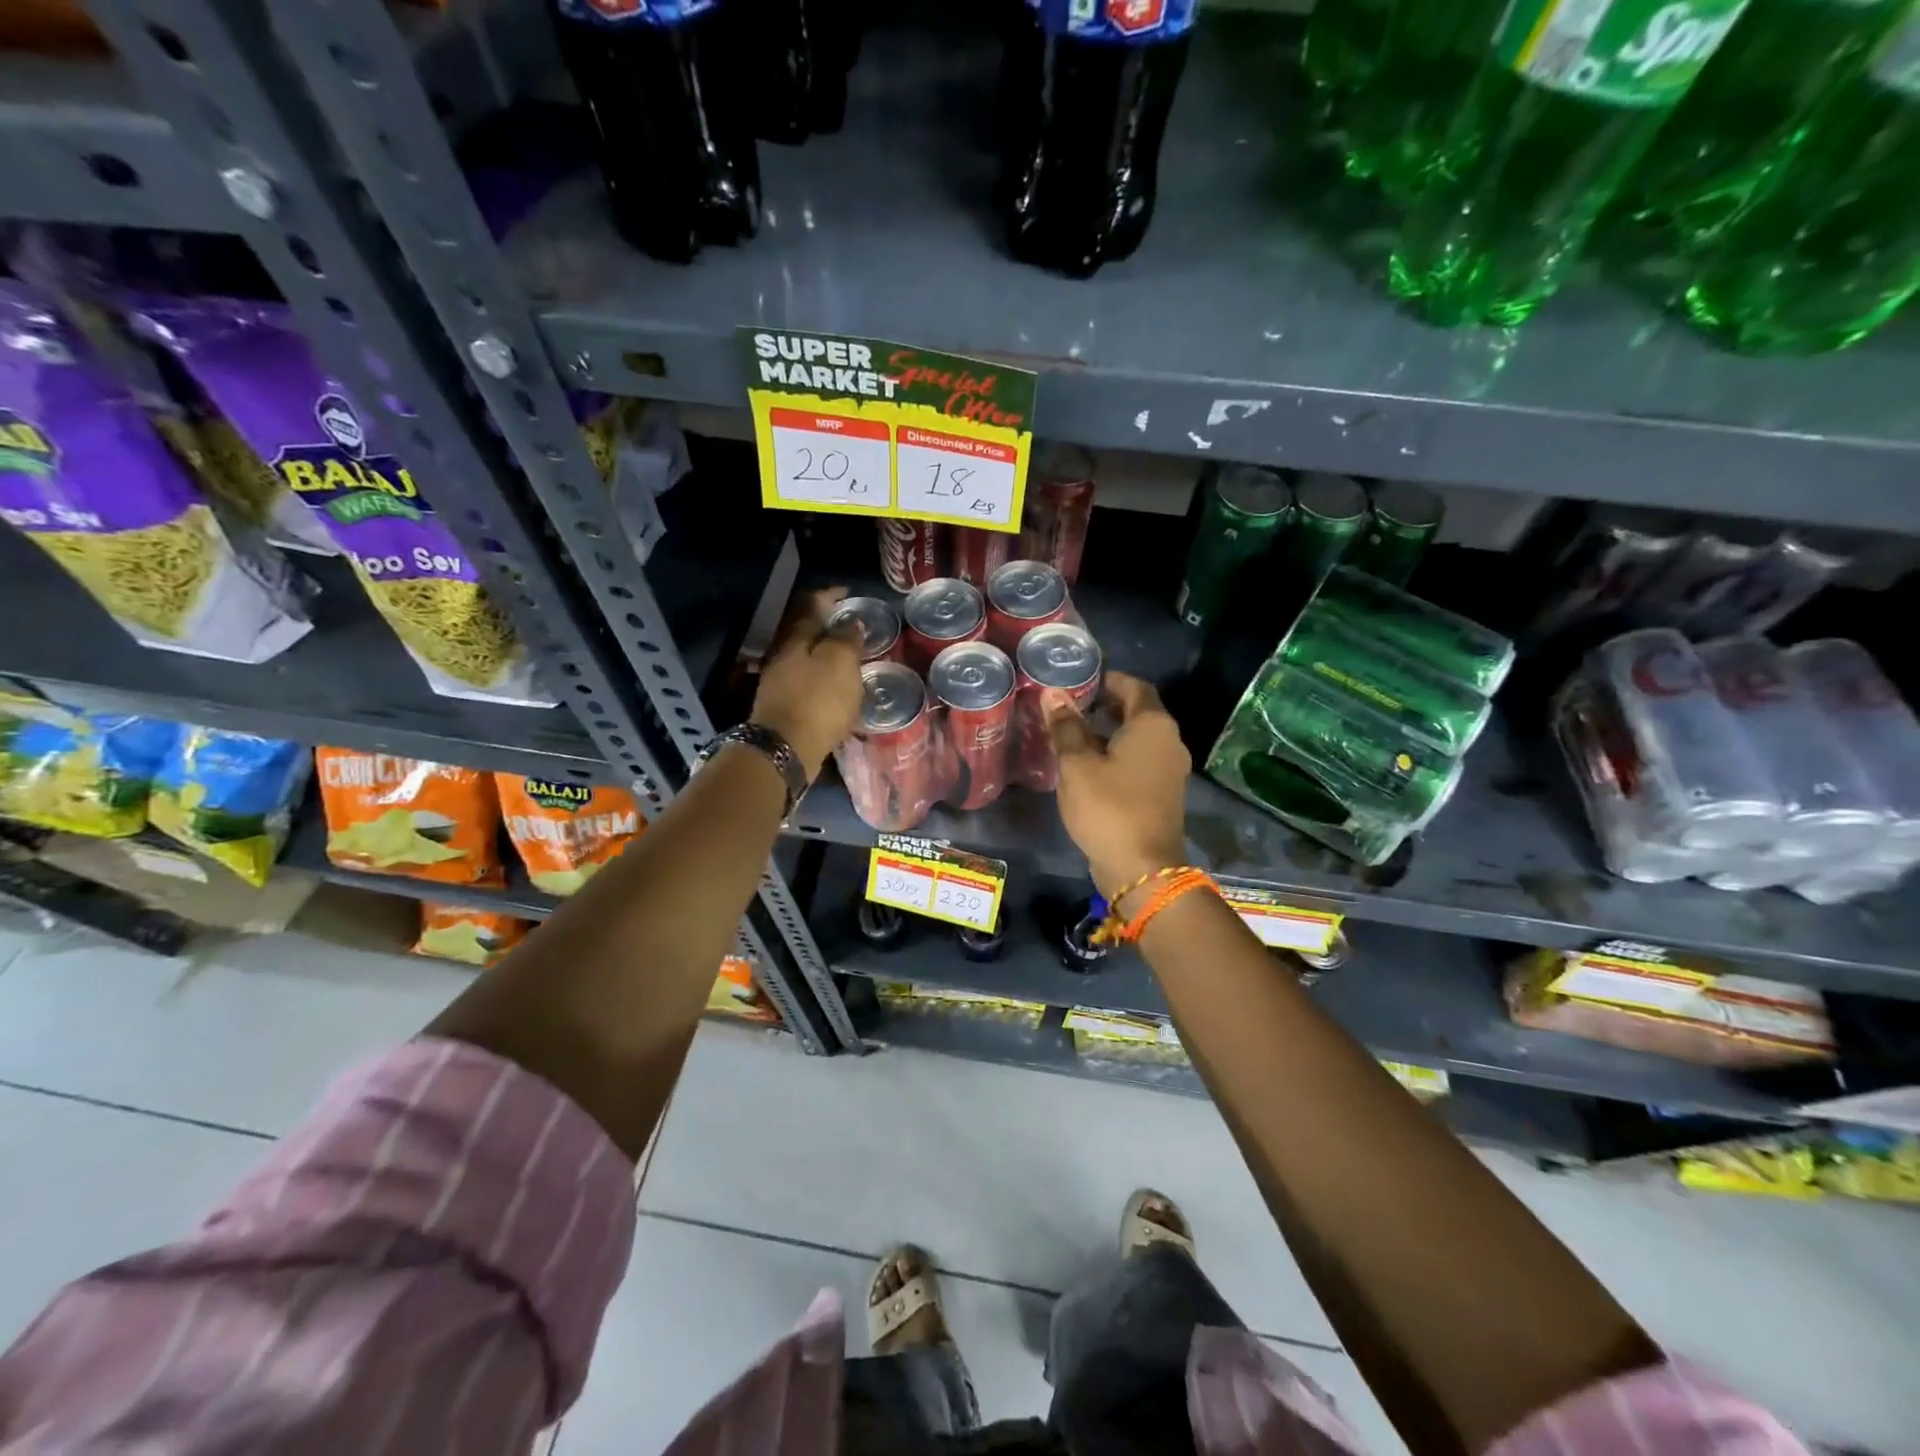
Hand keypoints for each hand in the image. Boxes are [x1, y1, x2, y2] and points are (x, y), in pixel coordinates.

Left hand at [752, 588, 864, 778]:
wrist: (785, 749)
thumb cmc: (817, 700)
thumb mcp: (840, 663)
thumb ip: (847, 638)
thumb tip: (851, 621)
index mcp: (796, 637)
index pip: (813, 604)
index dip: (831, 595)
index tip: (849, 592)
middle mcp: (783, 653)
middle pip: (805, 630)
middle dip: (828, 625)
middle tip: (853, 626)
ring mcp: (780, 680)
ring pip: (805, 656)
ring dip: (826, 653)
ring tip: (850, 658)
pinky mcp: (783, 704)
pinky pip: (806, 680)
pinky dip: (823, 677)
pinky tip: (837, 687)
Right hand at [1046, 670, 1191, 899]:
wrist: (1142, 869)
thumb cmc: (1108, 807)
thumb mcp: (1077, 764)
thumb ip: (1066, 726)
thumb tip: (1054, 694)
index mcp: (1153, 725)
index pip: (1134, 687)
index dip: (1109, 680)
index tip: (1082, 681)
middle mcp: (1169, 742)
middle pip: (1138, 713)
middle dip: (1106, 707)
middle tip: (1070, 708)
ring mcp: (1170, 770)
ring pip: (1138, 740)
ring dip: (1109, 734)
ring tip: (1072, 737)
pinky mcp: (1164, 794)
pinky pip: (1140, 763)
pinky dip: (1117, 757)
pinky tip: (1089, 768)